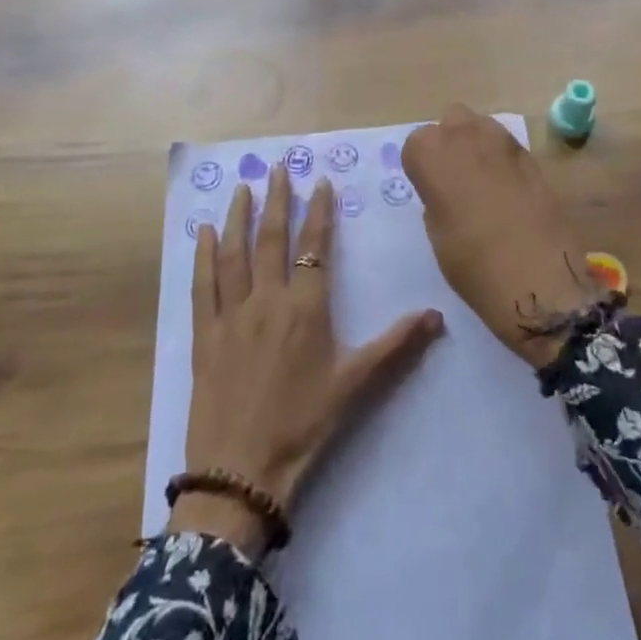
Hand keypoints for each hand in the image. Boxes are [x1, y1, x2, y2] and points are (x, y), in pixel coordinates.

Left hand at [173, 163, 444, 557]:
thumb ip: (395, 344)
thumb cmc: (303, 425)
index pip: (315, 248)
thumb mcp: (354, 384)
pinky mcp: (204, 334)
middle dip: (277, 200)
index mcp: (306, 309)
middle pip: (272, 239)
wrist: (240, 472)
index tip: (319, 182)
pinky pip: (202, 285)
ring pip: (234, 254)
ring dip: (239, 217)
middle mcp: (268, 301)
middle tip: (278, 167)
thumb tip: (438, 315)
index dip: (318, 213)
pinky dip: (202, 256)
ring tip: (244, 187)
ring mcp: (231, 315)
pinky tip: (202, 233)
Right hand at [403, 105, 600, 367]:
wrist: (537, 278)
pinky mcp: (531, 155)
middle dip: (449, 143)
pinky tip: (505, 190)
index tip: (428, 190)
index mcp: (433, 153)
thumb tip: (446, 188)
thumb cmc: (473, 263)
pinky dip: (501, 159)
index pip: (416, 143)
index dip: (421, 167)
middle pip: (450, 122)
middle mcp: (466, 135)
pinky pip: (506, 145)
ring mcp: (503, 141)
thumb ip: (436, 197)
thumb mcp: (437, 233)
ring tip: (480, 182)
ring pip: (481, 126)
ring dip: (476, 144)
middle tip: (452, 180)